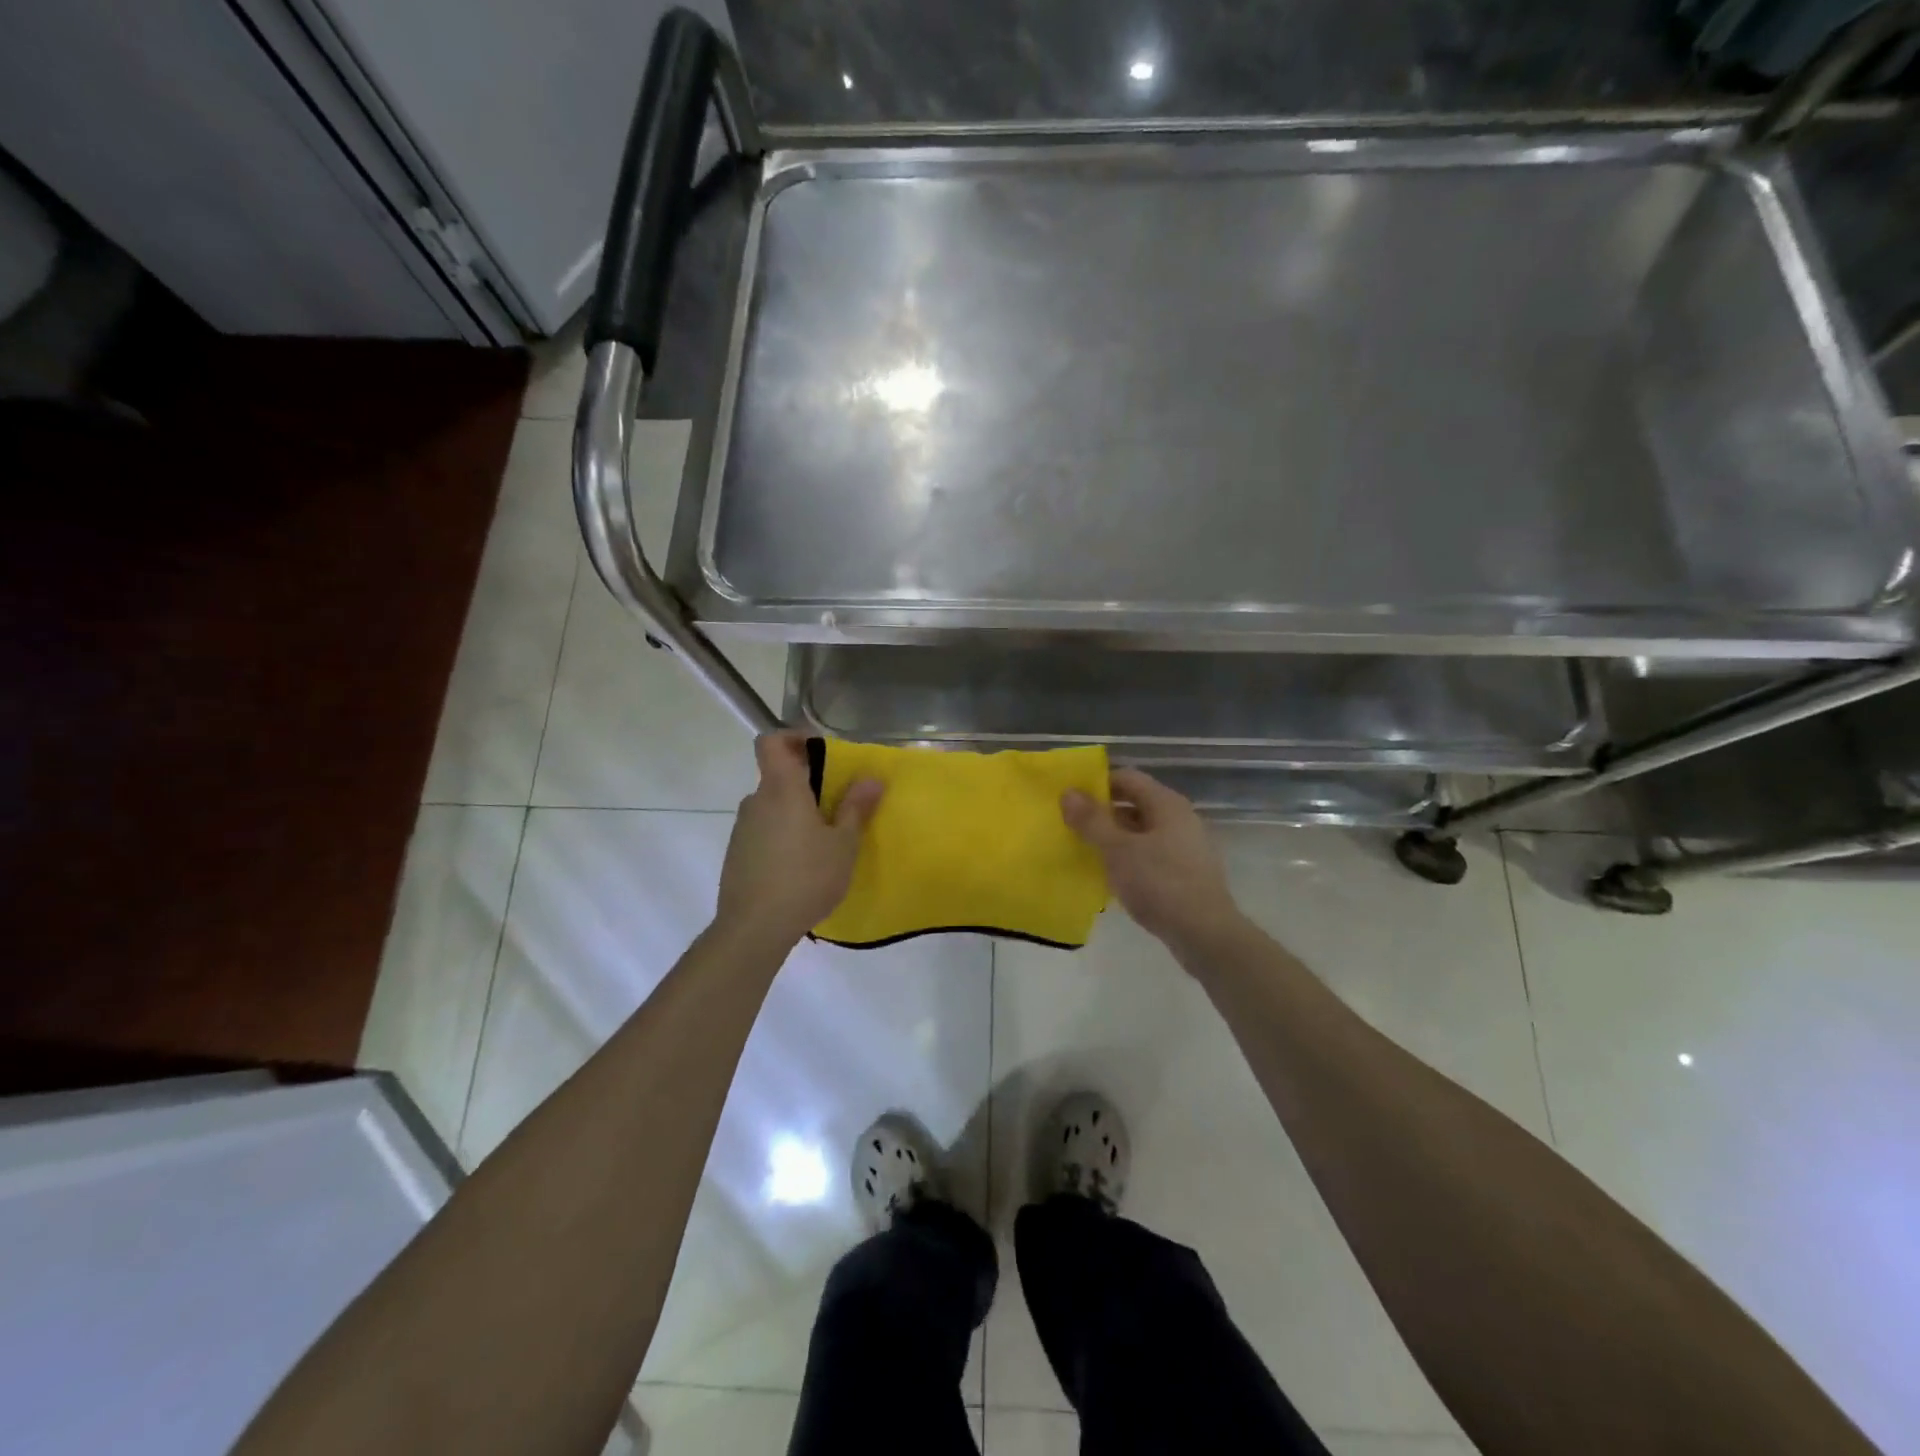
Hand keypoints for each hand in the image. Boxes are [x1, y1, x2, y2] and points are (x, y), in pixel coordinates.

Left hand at [716, 733, 883, 946]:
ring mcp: (742, 829)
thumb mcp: (843, 844)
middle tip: (837, 805)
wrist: (754, 927)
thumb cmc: (806, 878)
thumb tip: (872, 777)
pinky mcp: (737, 854)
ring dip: (795, 813)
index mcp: (782, 790)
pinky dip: (782, 836)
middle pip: (778, 776)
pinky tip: (800, 866)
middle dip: (806, 784)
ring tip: (822, 841)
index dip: (793, 737)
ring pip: (772, 807)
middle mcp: (756, 801)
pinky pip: (763, 831)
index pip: (771, 742)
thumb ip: (856, 808)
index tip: (819, 751)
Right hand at [1062, 768, 1242, 951]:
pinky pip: (1150, 855)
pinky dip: (1128, 859)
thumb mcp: (1118, 850)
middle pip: (1135, 803)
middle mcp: (1179, 818)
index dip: (1097, 783)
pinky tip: (1110, 876)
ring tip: (1084, 850)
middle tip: (1070, 824)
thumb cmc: (1160, 884)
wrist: (1205, 935)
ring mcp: (1185, 846)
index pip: (1127, 777)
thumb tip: (1068, 792)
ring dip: (1113, 838)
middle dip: (1102, 812)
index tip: (1070, 797)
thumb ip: (1092, 820)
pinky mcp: (1185, 873)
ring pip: (1141, 832)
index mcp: (1167, 804)